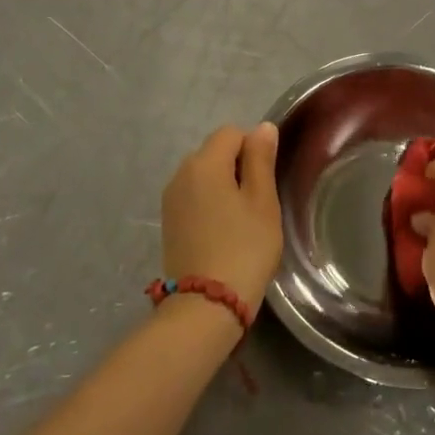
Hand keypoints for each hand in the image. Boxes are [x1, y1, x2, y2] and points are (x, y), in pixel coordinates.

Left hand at [161, 123, 282, 311]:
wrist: (206, 306)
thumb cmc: (244, 248)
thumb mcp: (262, 201)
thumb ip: (261, 159)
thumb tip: (262, 127)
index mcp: (204, 163)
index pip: (232, 133)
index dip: (253, 149)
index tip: (265, 181)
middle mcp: (181, 173)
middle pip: (215, 152)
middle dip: (237, 167)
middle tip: (257, 203)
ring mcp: (170, 199)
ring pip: (204, 175)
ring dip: (223, 186)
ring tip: (241, 220)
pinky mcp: (168, 222)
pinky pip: (193, 197)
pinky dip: (209, 204)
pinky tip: (222, 232)